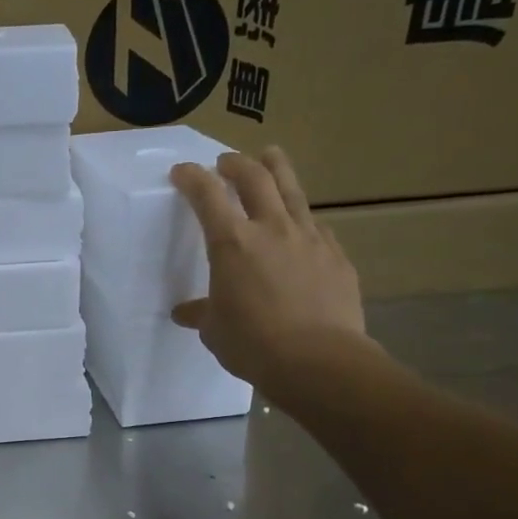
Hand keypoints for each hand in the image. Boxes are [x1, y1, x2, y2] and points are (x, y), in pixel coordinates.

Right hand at [169, 146, 376, 398]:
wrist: (319, 361)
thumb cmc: (253, 344)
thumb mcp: (215, 330)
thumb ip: (202, 312)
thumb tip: (186, 312)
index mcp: (232, 243)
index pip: (206, 196)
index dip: (192, 178)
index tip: (182, 171)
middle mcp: (271, 229)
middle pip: (255, 178)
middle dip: (236, 164)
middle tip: (226, 161)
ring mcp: (309, 239)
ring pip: (292, 191)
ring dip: (277, 169)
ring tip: (271, 156)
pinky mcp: (335, 256)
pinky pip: (316, 226)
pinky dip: (302, 217)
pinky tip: (301, 225)